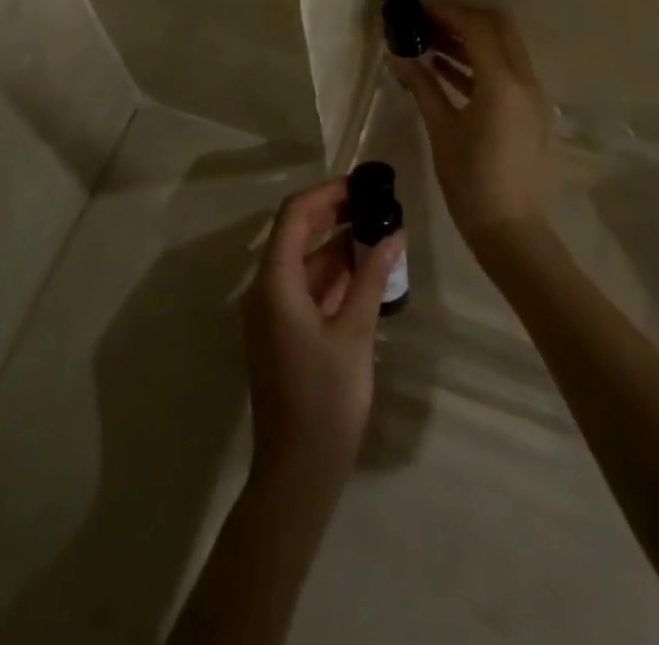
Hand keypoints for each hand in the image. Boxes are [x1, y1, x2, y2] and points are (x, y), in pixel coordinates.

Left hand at [244, 180, 404, 479]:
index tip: (361, 185)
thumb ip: (370, 278)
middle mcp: (266, 291)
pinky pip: (306, 289)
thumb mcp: (354, 335)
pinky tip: (367, 273)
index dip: (325, 195)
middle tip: (375, 204)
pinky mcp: (283, 332)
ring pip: (304, 263)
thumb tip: (393, 233)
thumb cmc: (326, 401)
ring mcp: (272, 313)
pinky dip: (334, 276)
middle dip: (334, 216)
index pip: (293, 216)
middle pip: (296, 235)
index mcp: (274, 284)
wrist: (297, 473)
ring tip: (380, 234)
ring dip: (338, 247)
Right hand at [391, 3, 555, 246]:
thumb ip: (422, 86)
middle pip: (498, 28)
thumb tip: (398, 57)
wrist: (509, 227)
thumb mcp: (441, 129)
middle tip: (428, 24)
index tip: (419, 12)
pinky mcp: (530, 110)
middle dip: (463, 20)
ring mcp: (532, 95)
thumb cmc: (469, 179)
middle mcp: (524, 81)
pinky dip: (480, 63)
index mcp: (502, 83)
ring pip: (504, 48)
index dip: (447, 13)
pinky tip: (446, 69)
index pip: (477, 27)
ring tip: (430, 43)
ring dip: (471, 40)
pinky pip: (506, 71)